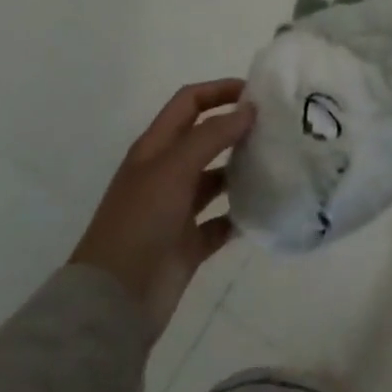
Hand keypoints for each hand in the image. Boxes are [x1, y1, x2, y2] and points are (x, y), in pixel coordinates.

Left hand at [71, 79, 255, 342]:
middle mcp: (166, 173)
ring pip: (216, 178)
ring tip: (277, 163)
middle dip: (237, 128)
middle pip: (205, 138)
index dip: (219, 90)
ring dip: (242, 169)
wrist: (114, 301)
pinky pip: (222, 221)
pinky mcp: (189, 243)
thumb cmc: (140, 222)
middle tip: (277, 126)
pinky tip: (265, 208)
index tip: (257, 92)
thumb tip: (249, 109)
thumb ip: (213, 135)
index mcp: (155, 148)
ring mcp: (177, 210)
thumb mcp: (174, 168)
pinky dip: (241, 214)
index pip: (189, 103)